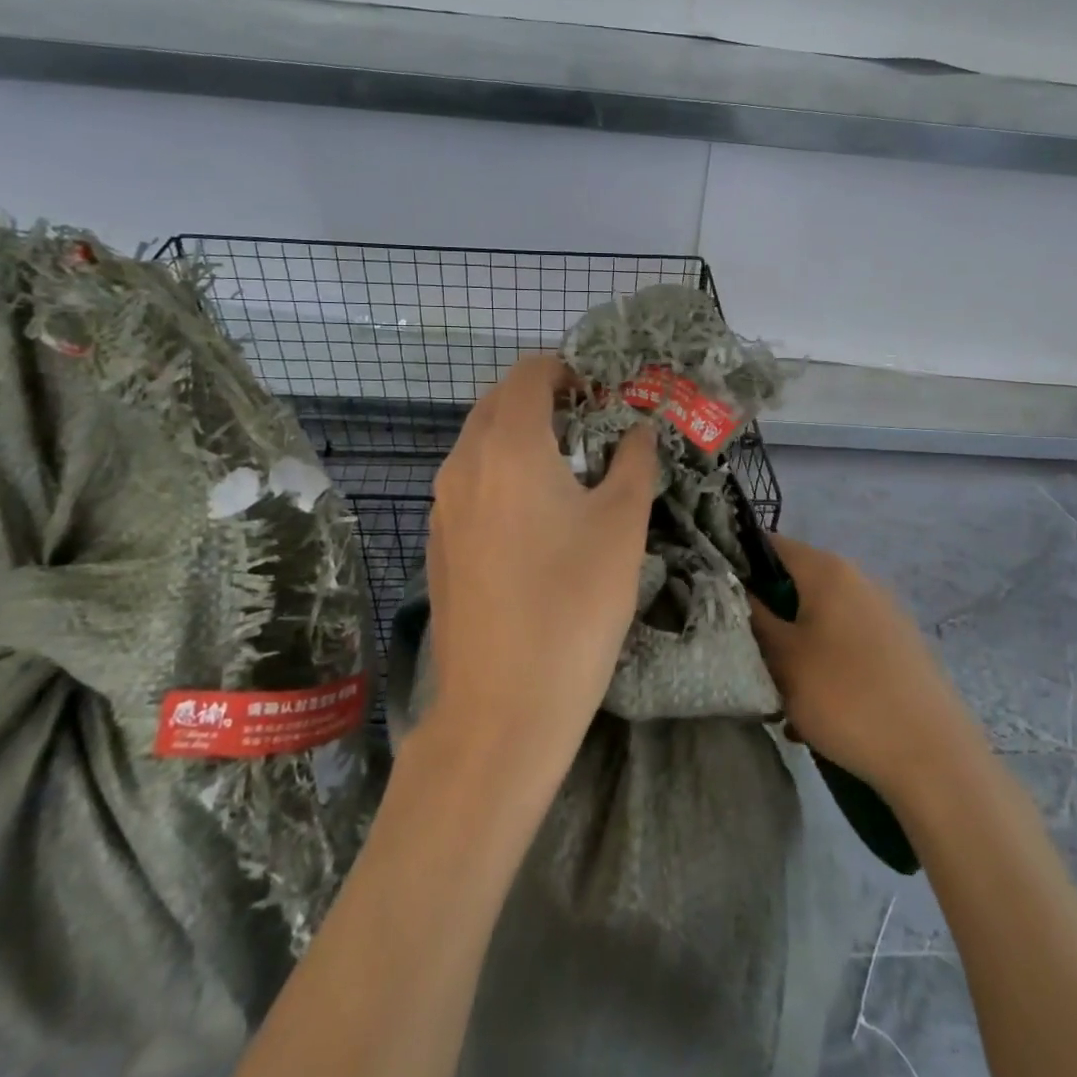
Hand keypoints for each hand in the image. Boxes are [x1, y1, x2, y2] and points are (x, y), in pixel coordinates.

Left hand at [423, 355, 658, 761]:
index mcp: (508, 446)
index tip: (602, 393)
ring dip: (520, 437)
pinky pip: (469, 483)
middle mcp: (464, 464)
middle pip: (498, 403)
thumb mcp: (622, 525)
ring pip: (479, 443)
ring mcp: (443, 506)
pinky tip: (535, 518)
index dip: (566, 370)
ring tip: (569, 471)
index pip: (529, 373)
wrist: (503, 706)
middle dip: (544, 400)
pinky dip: (501, 474)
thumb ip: (633, 462)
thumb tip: (638, 430)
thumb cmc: (574, 604)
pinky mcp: (438, 543)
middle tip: (592, 427)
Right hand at [749, 534, 978, 800]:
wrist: (932, 756)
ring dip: (794, 649)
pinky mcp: (899, 648)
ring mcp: (884, 613)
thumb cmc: (846, 696)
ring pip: (820, 620)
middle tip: (748, 656)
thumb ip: (753, 617)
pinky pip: (846, 645)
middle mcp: (859, 580)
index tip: (717, 598)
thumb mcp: (784, 658)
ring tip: (781, 695)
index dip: (739, 564)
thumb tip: (733, 588)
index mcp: (828, 570)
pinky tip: (817, 713)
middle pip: (796, 585)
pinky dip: (825, 667)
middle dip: (768, 618)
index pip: (770, 545)